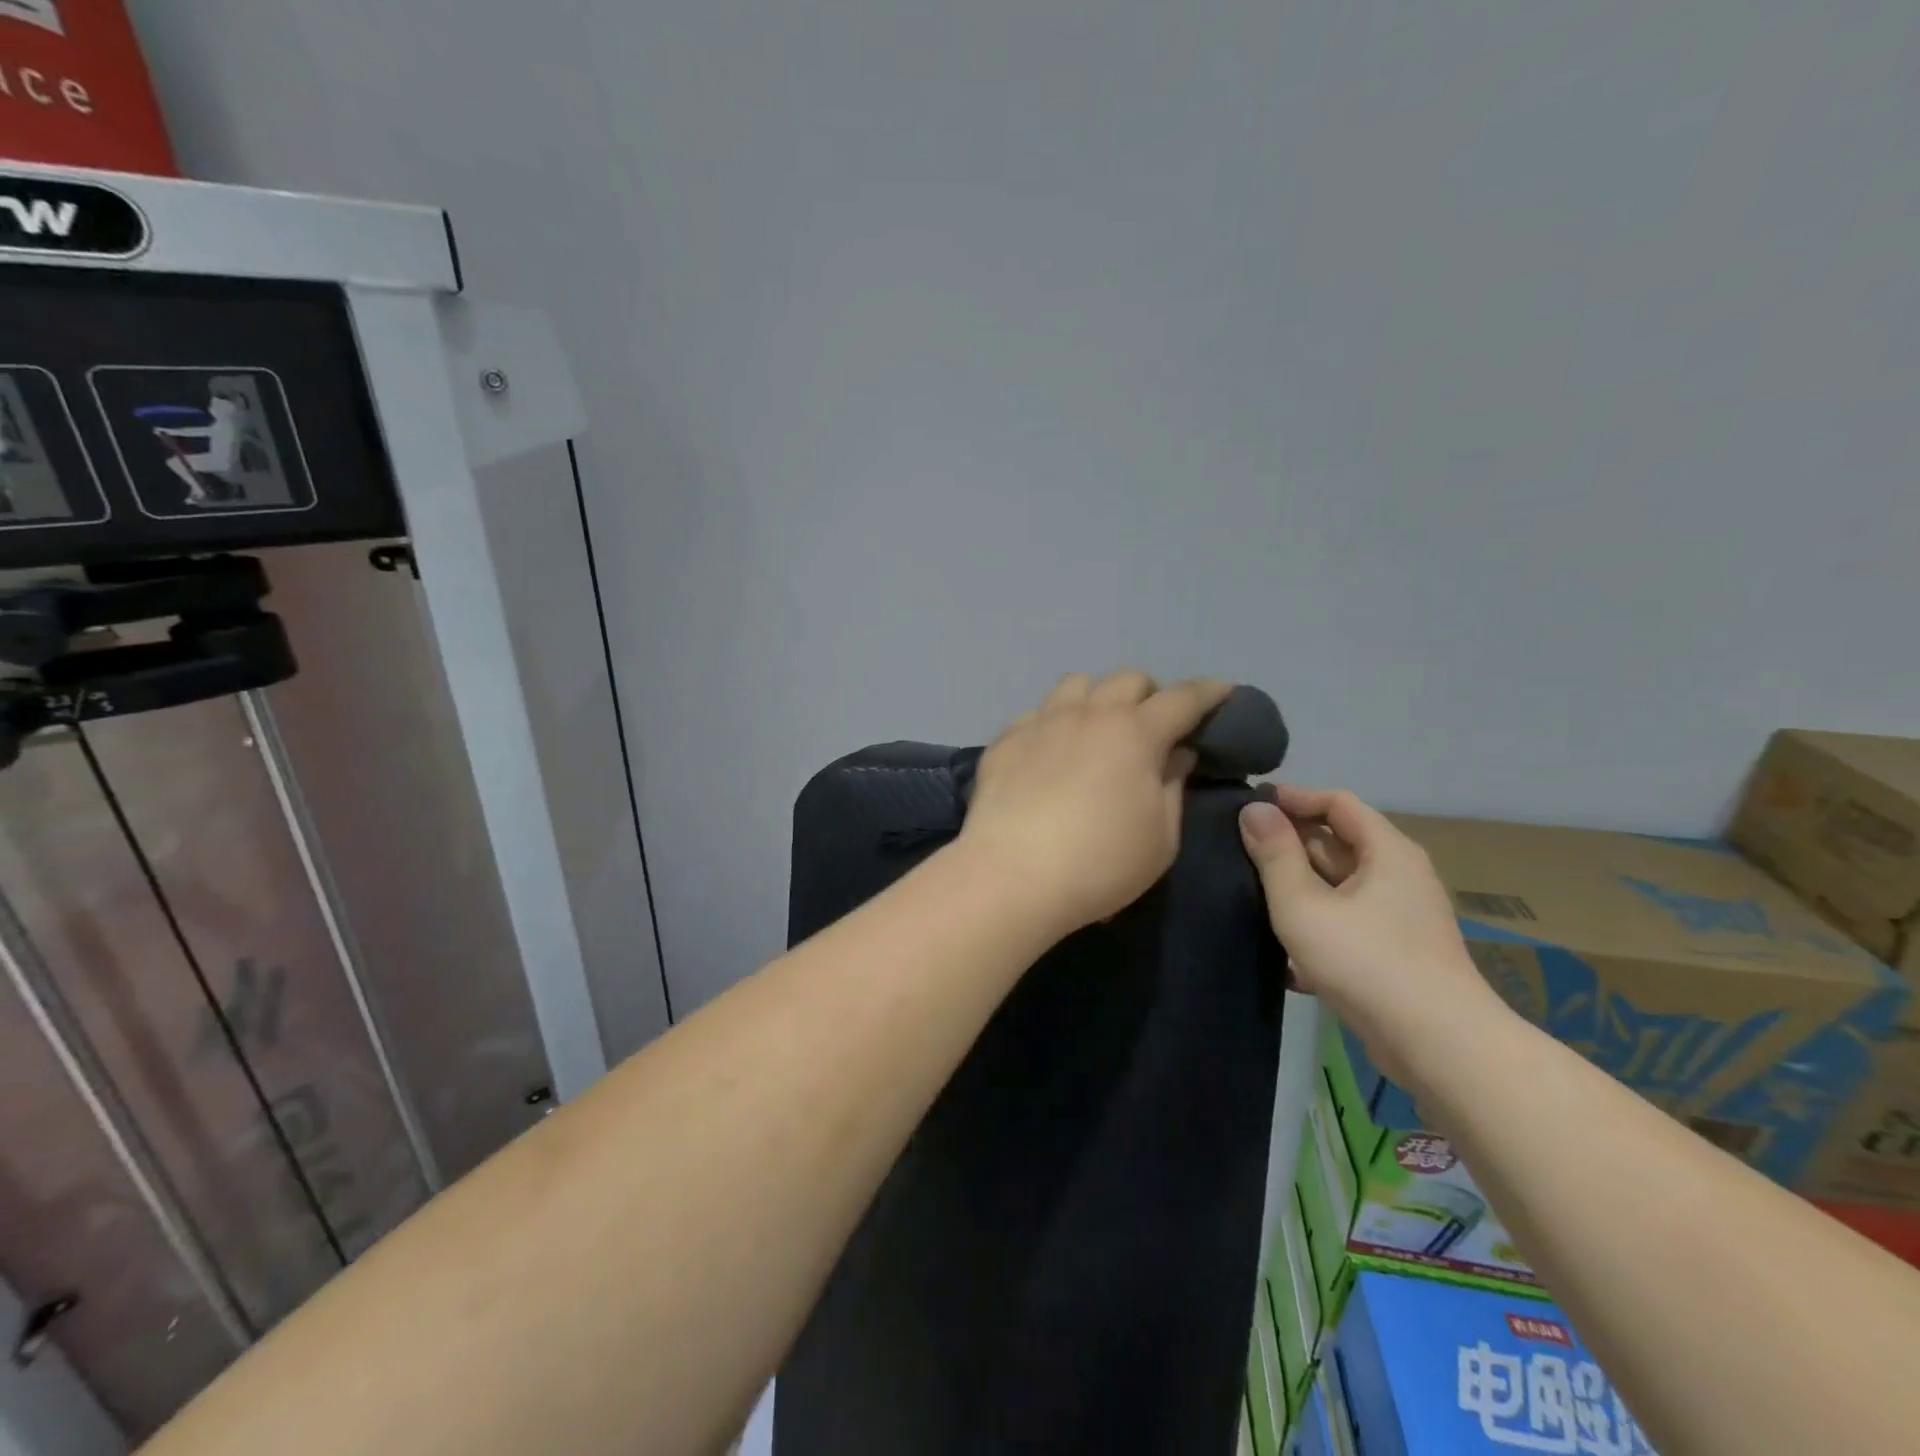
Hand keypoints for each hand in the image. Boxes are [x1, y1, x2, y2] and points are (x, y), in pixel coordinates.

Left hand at [958, 671, 1232, 940]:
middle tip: (1153, 724)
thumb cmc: (1100, 864)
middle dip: (1150, 693)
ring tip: (1097, 728)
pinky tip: (1050, 753)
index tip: (1223, 692)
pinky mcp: (1005, 740)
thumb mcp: (1160, 838)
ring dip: (1097, 698)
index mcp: (1135, 733)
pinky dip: (1054, 724)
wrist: (1011, 876)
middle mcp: (1088, 714)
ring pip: (1076, 685)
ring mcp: (1041, 722)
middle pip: (1127, 679)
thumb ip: (1172, 787)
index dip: (1208, 693)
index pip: (1182, 698)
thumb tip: (1176, 754)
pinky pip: (1036, 714)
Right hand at [1239, 785, 1503, 1088]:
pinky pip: (1348, 921)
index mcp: (1387, 851)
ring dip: (1298, 887)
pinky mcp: (1395, 953)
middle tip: (1238, 849)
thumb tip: (1253, 810)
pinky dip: (1316, 923)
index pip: (1337, 802)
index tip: (1249, 807)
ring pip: (1340, 886)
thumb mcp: (1303, 905)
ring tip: (1249, 894)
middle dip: (1290, 844)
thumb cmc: (1367, 962)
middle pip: (1338, 843)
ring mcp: (1400, 917)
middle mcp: (1400, 875)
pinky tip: (1283, 951)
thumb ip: (1275, 855)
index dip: (1293, 799)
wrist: (1439, 1046)